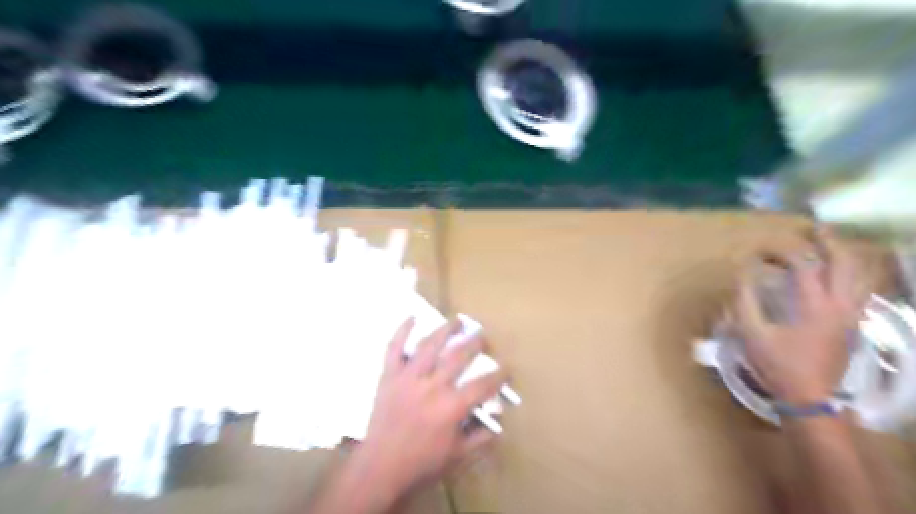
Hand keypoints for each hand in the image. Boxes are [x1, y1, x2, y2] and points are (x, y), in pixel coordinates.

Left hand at [353, 320, 507, 499]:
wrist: (380, 468)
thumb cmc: (421, 463)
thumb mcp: (457, 456)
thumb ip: (481, 438)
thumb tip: (499, 425)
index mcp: (452, 406)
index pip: (483, 385)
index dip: (499, 375)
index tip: (507, 368)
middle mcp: (432, 386)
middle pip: (458, 357)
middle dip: (475, 344)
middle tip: (483, 337)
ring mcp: (408, 378)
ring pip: (430, 346)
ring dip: (446, 330)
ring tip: (457, 321)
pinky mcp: (389, 376)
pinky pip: (394, 349)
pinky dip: (402, 331)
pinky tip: (412, 318)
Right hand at [734, 229, 867, 404]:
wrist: (810, 397)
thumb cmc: (777, 364)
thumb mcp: (751, 333)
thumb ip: (745, 301)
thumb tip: (742, 274)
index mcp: (814, 306)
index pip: (802, 266)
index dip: (780, 252)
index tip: (759, 250)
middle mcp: (840, 305)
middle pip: (843, 263)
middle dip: (828, 242)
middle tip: (813, 228)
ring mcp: (851, 316)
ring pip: (859, 276)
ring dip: (845, 257)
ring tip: (830, 245)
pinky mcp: (853, 325)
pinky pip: (861, 291)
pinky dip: (852, 276)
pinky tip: (841, 275)